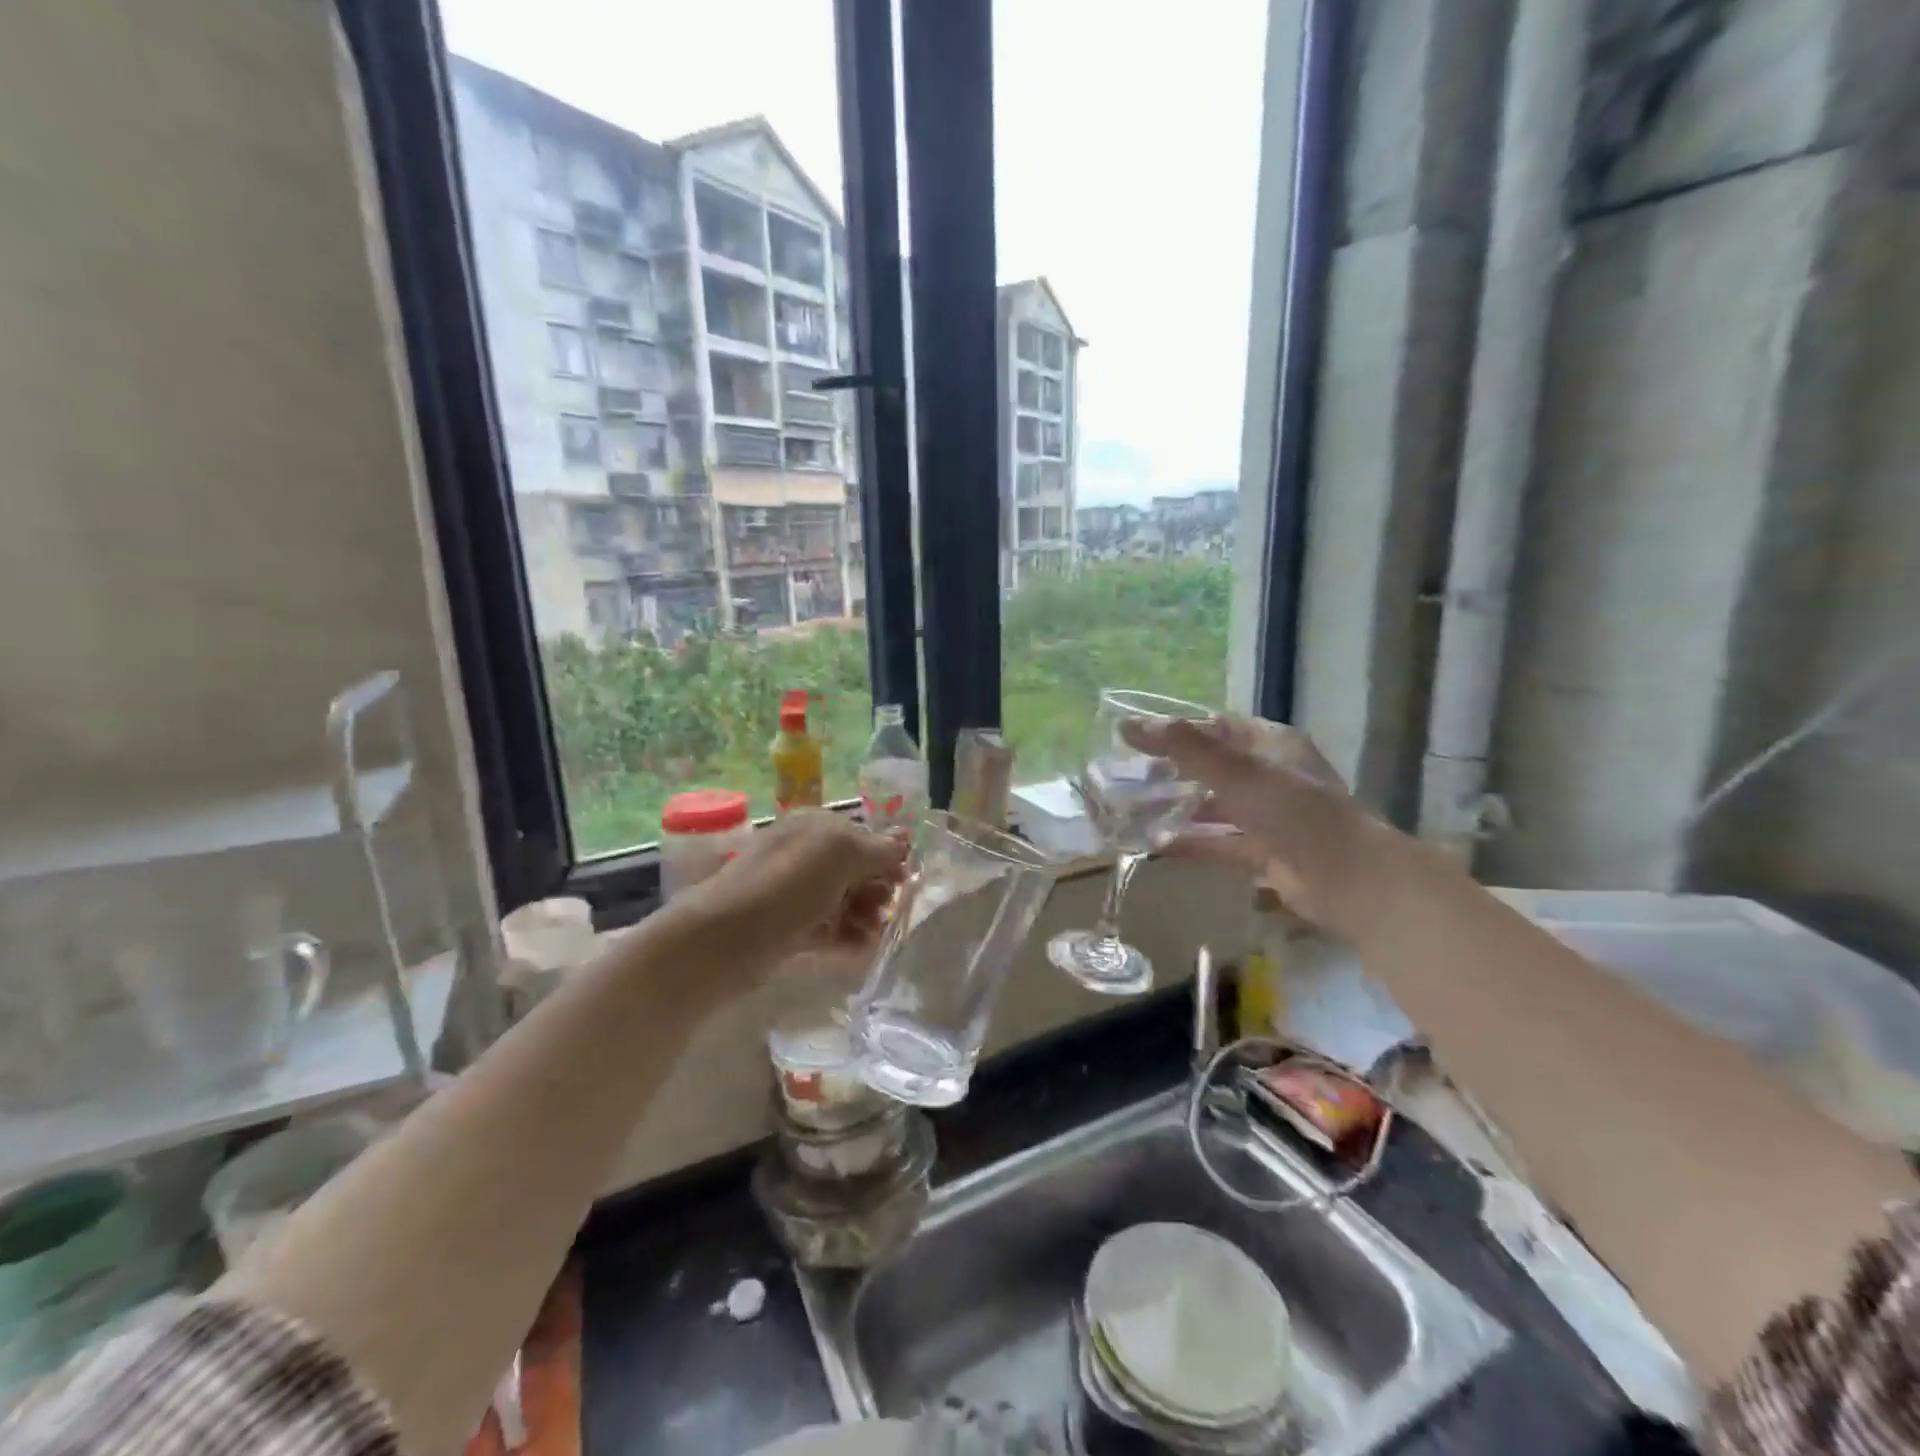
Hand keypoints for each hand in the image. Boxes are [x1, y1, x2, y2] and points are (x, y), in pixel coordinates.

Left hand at [673, 810, 907, 962]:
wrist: (726, 938)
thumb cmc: (788, 885)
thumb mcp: (841, 854)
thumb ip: (879, 848)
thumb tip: (905, 840)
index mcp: (816, 826)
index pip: (864, 835)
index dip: (887, 857)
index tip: (904, 882)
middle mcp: (806, 854)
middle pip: (856, 870)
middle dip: (878, 889)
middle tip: (887, 910)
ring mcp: (796, 892)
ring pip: (844, 900)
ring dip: (866, 915)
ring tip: (873, 935)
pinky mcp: (789, 927)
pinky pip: (828, 928)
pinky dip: (847, 936)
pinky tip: (860, 949)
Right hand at [1125, 716, 1414, 938]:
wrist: (1348, 878)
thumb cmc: (1294, 811)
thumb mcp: (1236, 772)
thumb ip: (1184, 748)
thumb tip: (1129, 725)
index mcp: (1272, 744)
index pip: (1217, 727)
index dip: (1178, 730)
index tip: (1137, 738)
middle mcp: (1271, 776)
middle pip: (1214, 767)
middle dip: (1173, 771)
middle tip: (1130, 775)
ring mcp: (1269, 817)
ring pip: (1215, 806)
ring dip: (1180, 807)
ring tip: (1136, 809)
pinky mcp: (1264, 853)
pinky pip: (1220, 842)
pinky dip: (1192, 842)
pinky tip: (1157, 843)